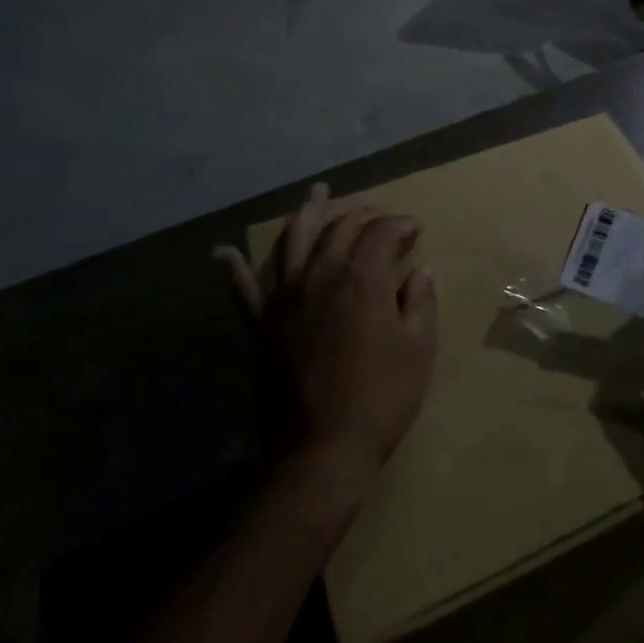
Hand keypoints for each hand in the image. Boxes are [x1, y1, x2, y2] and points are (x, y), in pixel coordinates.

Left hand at [216, 183, 437, 483]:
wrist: (321, 448)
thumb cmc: (381, 396)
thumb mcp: (419, 348)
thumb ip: (420, 303)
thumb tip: (420, 273)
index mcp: (361, 279)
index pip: (380, 232)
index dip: (400, 224)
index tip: (416, 230)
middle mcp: (319, 277)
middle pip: (338, 229)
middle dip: (363, 215)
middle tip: (381, 216)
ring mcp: (285, 300)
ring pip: (292, 242)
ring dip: (306, 214)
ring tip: (316, 194)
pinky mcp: (262, 327)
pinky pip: (243, 291)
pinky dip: (233, 269)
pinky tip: (223, 252)